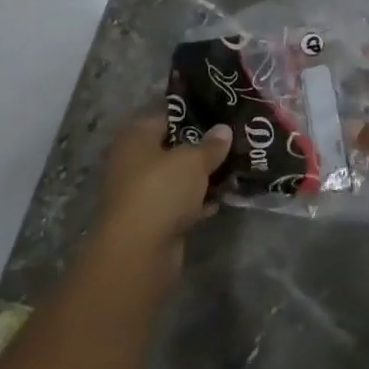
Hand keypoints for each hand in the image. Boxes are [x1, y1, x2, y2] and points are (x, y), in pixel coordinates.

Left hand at [86, 116, 232, 282]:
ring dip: (202, 177)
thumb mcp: (193, 161)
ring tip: (235, 169)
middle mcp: (133, 162)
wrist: (137, 252)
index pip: (168, 117)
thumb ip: (211, 145)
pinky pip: (180, 204)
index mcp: (135, 137)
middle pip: (173, 148)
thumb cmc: (161, 191)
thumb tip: (223, 130)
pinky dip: (197, 202)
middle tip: (235, 142)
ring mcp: (141, 193)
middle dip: (202, 148)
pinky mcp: (151, 221)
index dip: (195, 116)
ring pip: (178, 178)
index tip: (224, 117)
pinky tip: (222, 199)